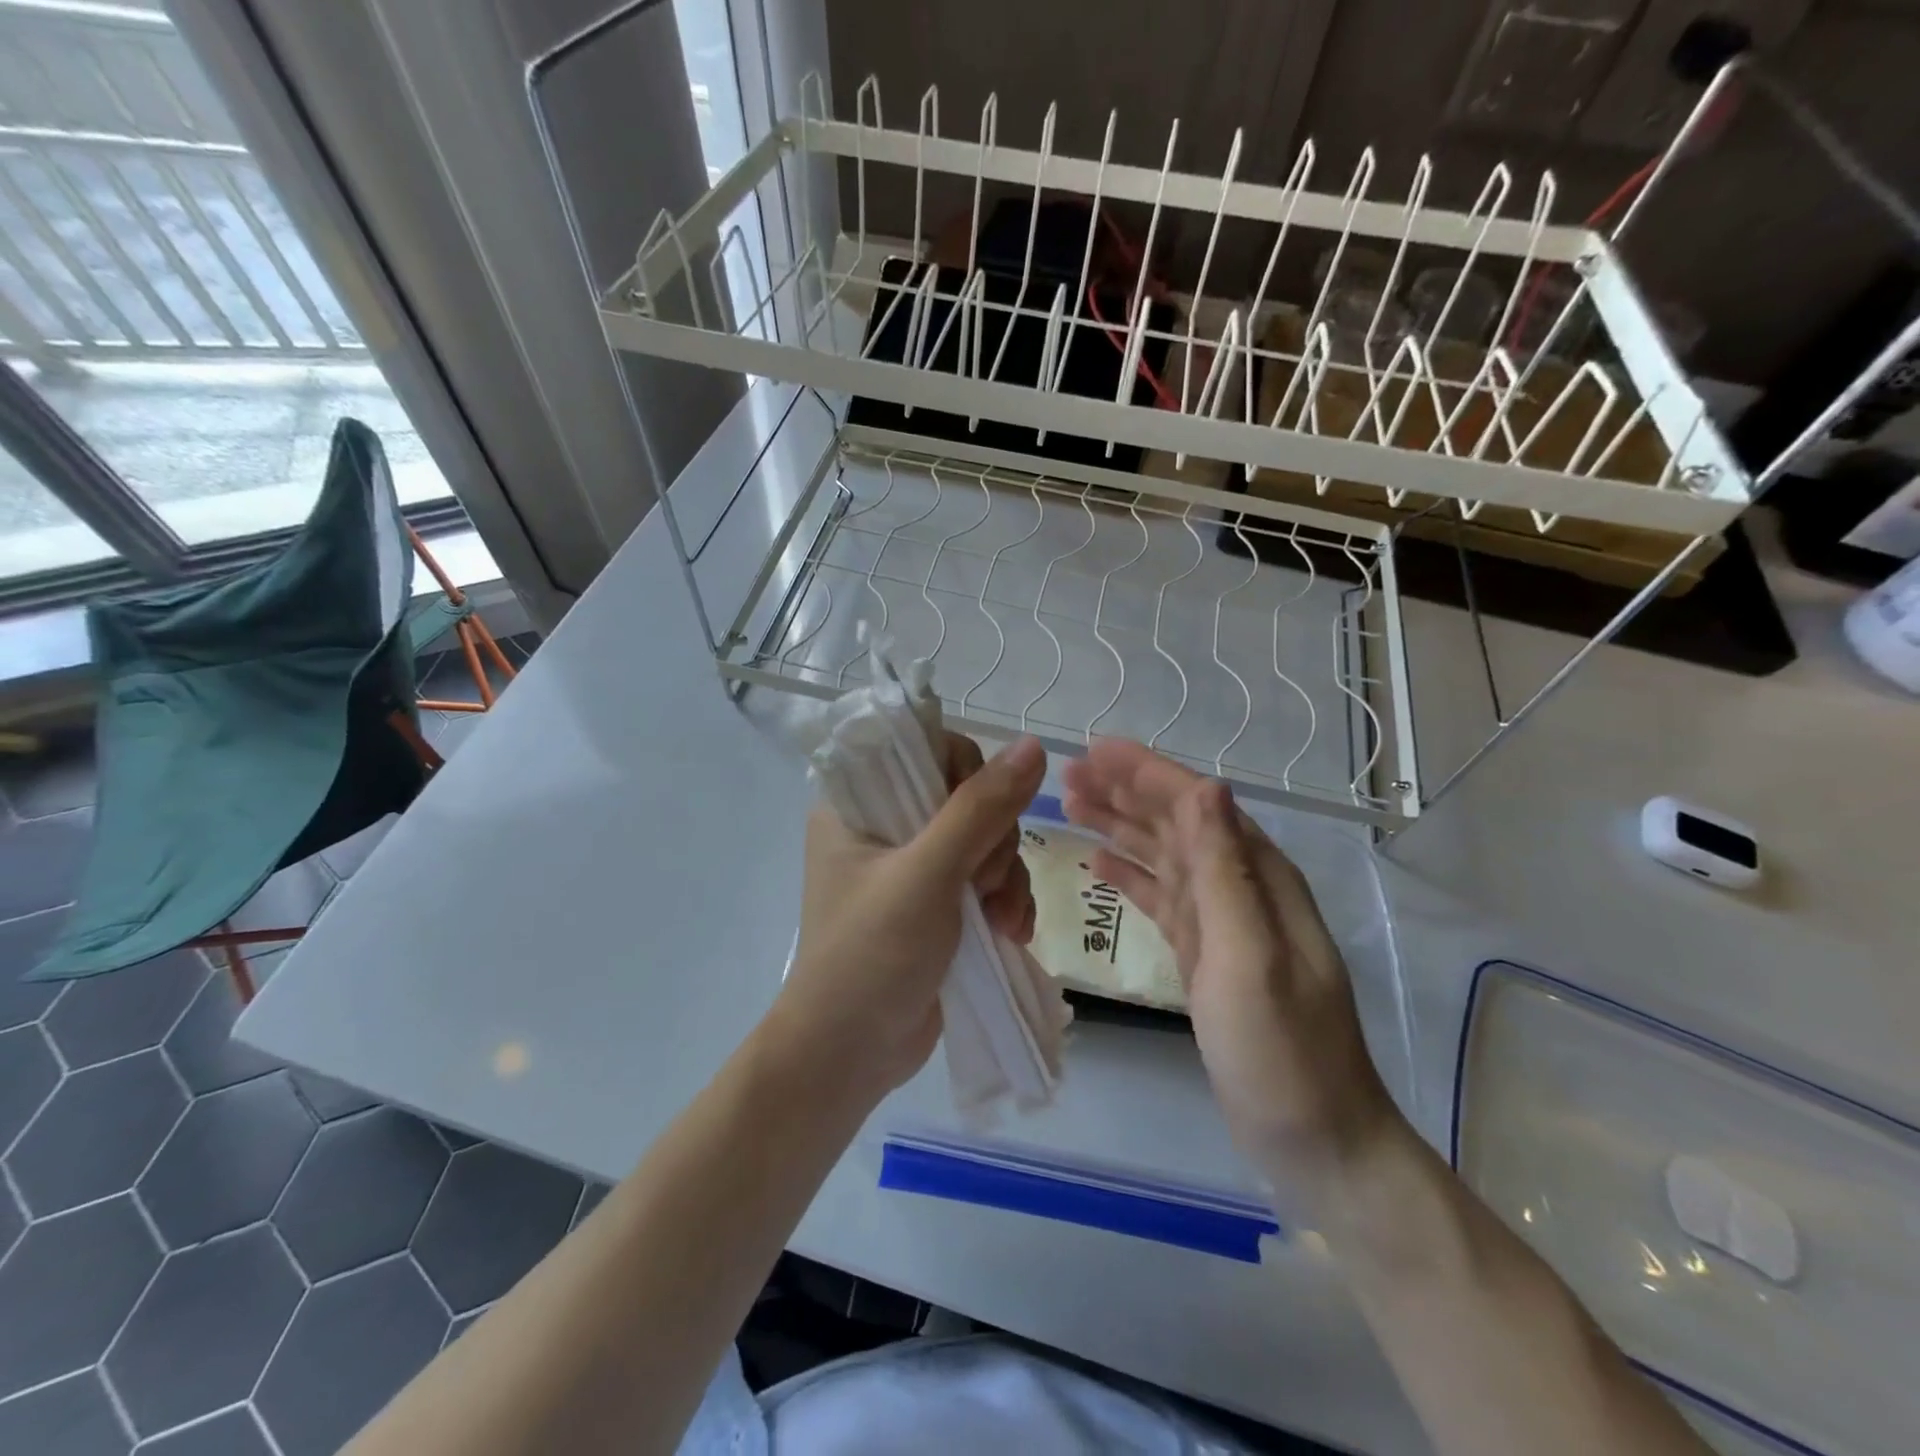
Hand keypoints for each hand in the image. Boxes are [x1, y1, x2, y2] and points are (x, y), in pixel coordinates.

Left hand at [771, 733, 1045, 1101]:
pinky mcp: (939, 905)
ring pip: (987, 840)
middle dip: (994, 841)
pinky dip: (1006, 901)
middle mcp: (885, 827)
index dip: (967, 774)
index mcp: (857, 804)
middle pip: (968, 796)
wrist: (850, 1056)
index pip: (925, 749)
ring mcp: (915, 868)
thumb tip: (1034, 746)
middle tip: (985, 884)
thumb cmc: (871, 955)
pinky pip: (989, 880)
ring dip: (1007, 877)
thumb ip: (980, 808)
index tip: (980, 815)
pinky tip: (1011, 932)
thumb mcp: (927, 875)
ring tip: (1002, 921)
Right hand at [1062, 740, 1398, 1191]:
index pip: (1196, 804)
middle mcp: (1242, 887)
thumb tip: (1207, 786)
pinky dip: (1130, 875)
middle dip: (1123, 792)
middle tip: (1067, 774)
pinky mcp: (1206, 954)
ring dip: (1120, 827)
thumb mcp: (1250, 956)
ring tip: (1071, 806)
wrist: (1317, 1141)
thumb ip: (1225, 872)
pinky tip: (1098, 863)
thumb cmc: (1282, 1052)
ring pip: (1164, 855)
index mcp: (1258, 877)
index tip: (1093, 750)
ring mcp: (1223, 922)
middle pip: (1176, 822)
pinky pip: (1161, 897)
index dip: (1145, 772)